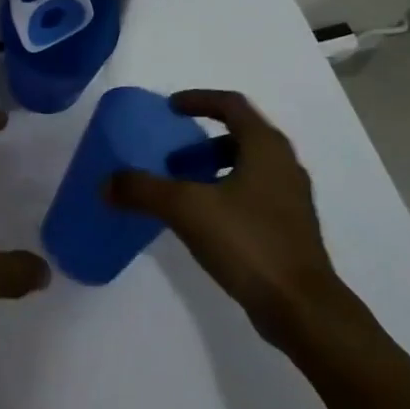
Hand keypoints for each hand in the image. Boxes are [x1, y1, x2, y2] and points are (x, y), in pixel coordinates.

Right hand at [108, 90, 342, 347]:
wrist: (302, 308)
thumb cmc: (248, 242)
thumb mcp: (186, 209)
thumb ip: (143, 190)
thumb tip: (106, 183)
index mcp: (265, 147)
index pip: (231, 104)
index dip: (198, 100)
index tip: (170, 108)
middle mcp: (284, 164)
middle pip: (239, 136)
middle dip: (201, 142)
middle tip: (171, 157)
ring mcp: (291, 199)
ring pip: (247, 167)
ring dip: (212, 169)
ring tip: (182, 190)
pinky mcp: (291, 229)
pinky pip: (252, 195)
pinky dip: (225, 194)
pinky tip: (203, 222)